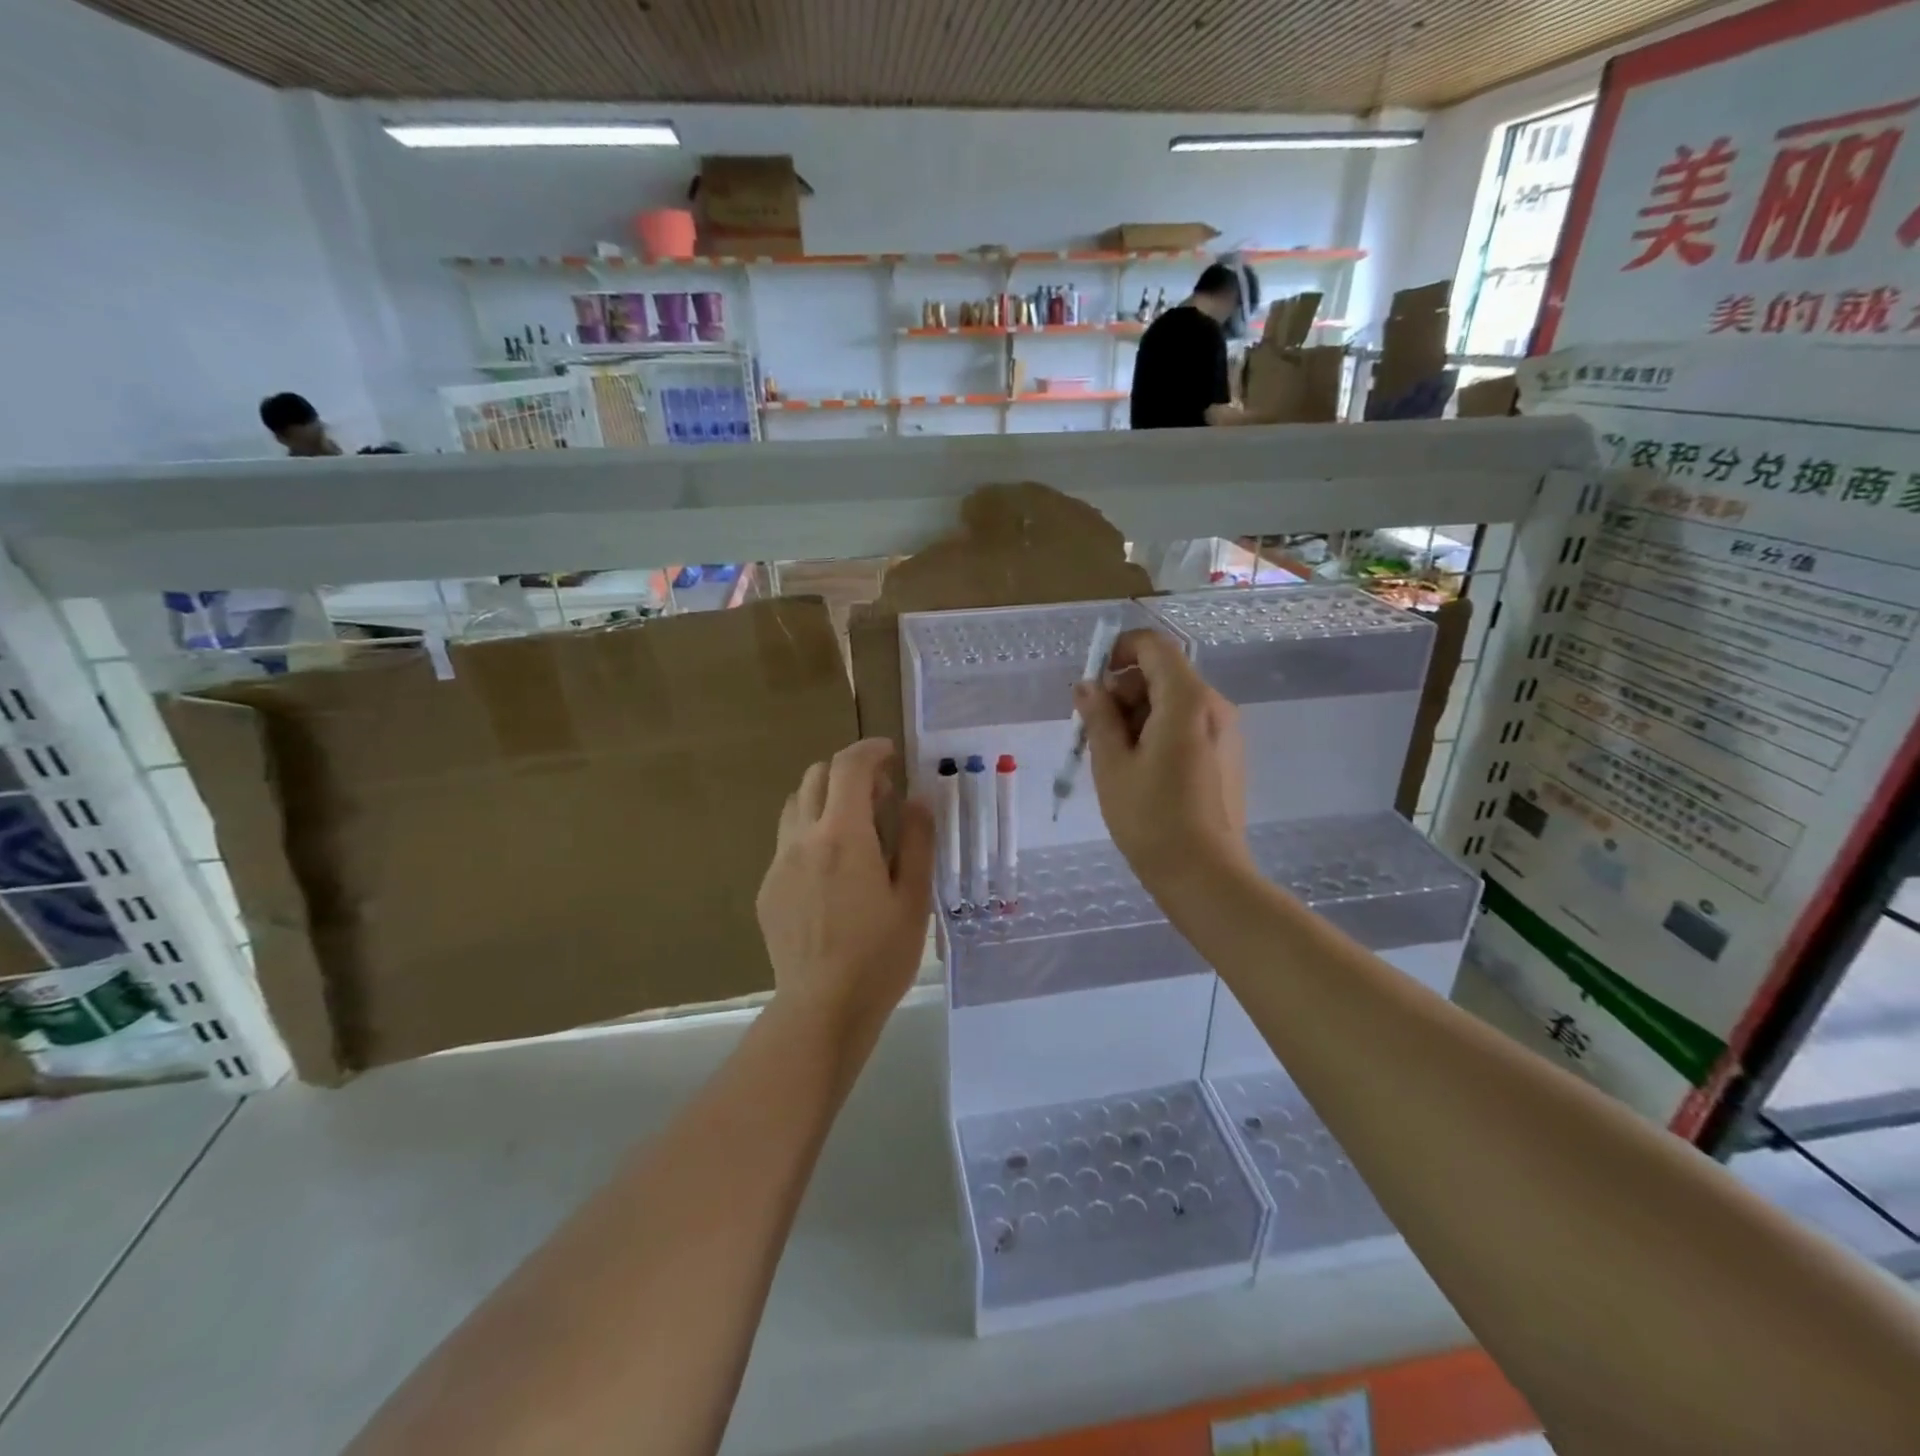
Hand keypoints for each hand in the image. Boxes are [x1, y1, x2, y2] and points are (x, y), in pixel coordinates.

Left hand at [756, 739, 934, 1036]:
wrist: (822, 1009)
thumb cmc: (879, 955)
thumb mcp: (913, 897)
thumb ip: (915, 840)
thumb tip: (917, 798)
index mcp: (843, 836)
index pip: (848, 767)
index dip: (870, 750)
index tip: (890, 754)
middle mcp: (803, 839)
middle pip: (815, 776)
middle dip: (847, 772)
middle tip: (879, 796)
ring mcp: (778, 863)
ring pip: (795, 806)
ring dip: (824, 799)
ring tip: (853, 827)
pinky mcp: (768, 889)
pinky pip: (787, 842)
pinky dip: (810, 833)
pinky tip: (832, 871)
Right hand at [1073, 629, 1247, 894]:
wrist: (1205, 874)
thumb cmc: (1151, 818)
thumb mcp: (1112, 764)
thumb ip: (1099, 716)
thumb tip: (1088, 686)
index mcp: (1187, 700)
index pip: (1155, 647)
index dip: (1120, 649)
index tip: (1094, 679)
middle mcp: (1214, 706)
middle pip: (1163, 675)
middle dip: (1124, 691)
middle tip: (1094, 730)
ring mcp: (1225, 732)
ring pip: (1174, 701)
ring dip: (1138, 714)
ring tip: (1114, 757)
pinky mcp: (1226, 755)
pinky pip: (1188, 725)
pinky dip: (1159, 732)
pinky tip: (1141, 771)